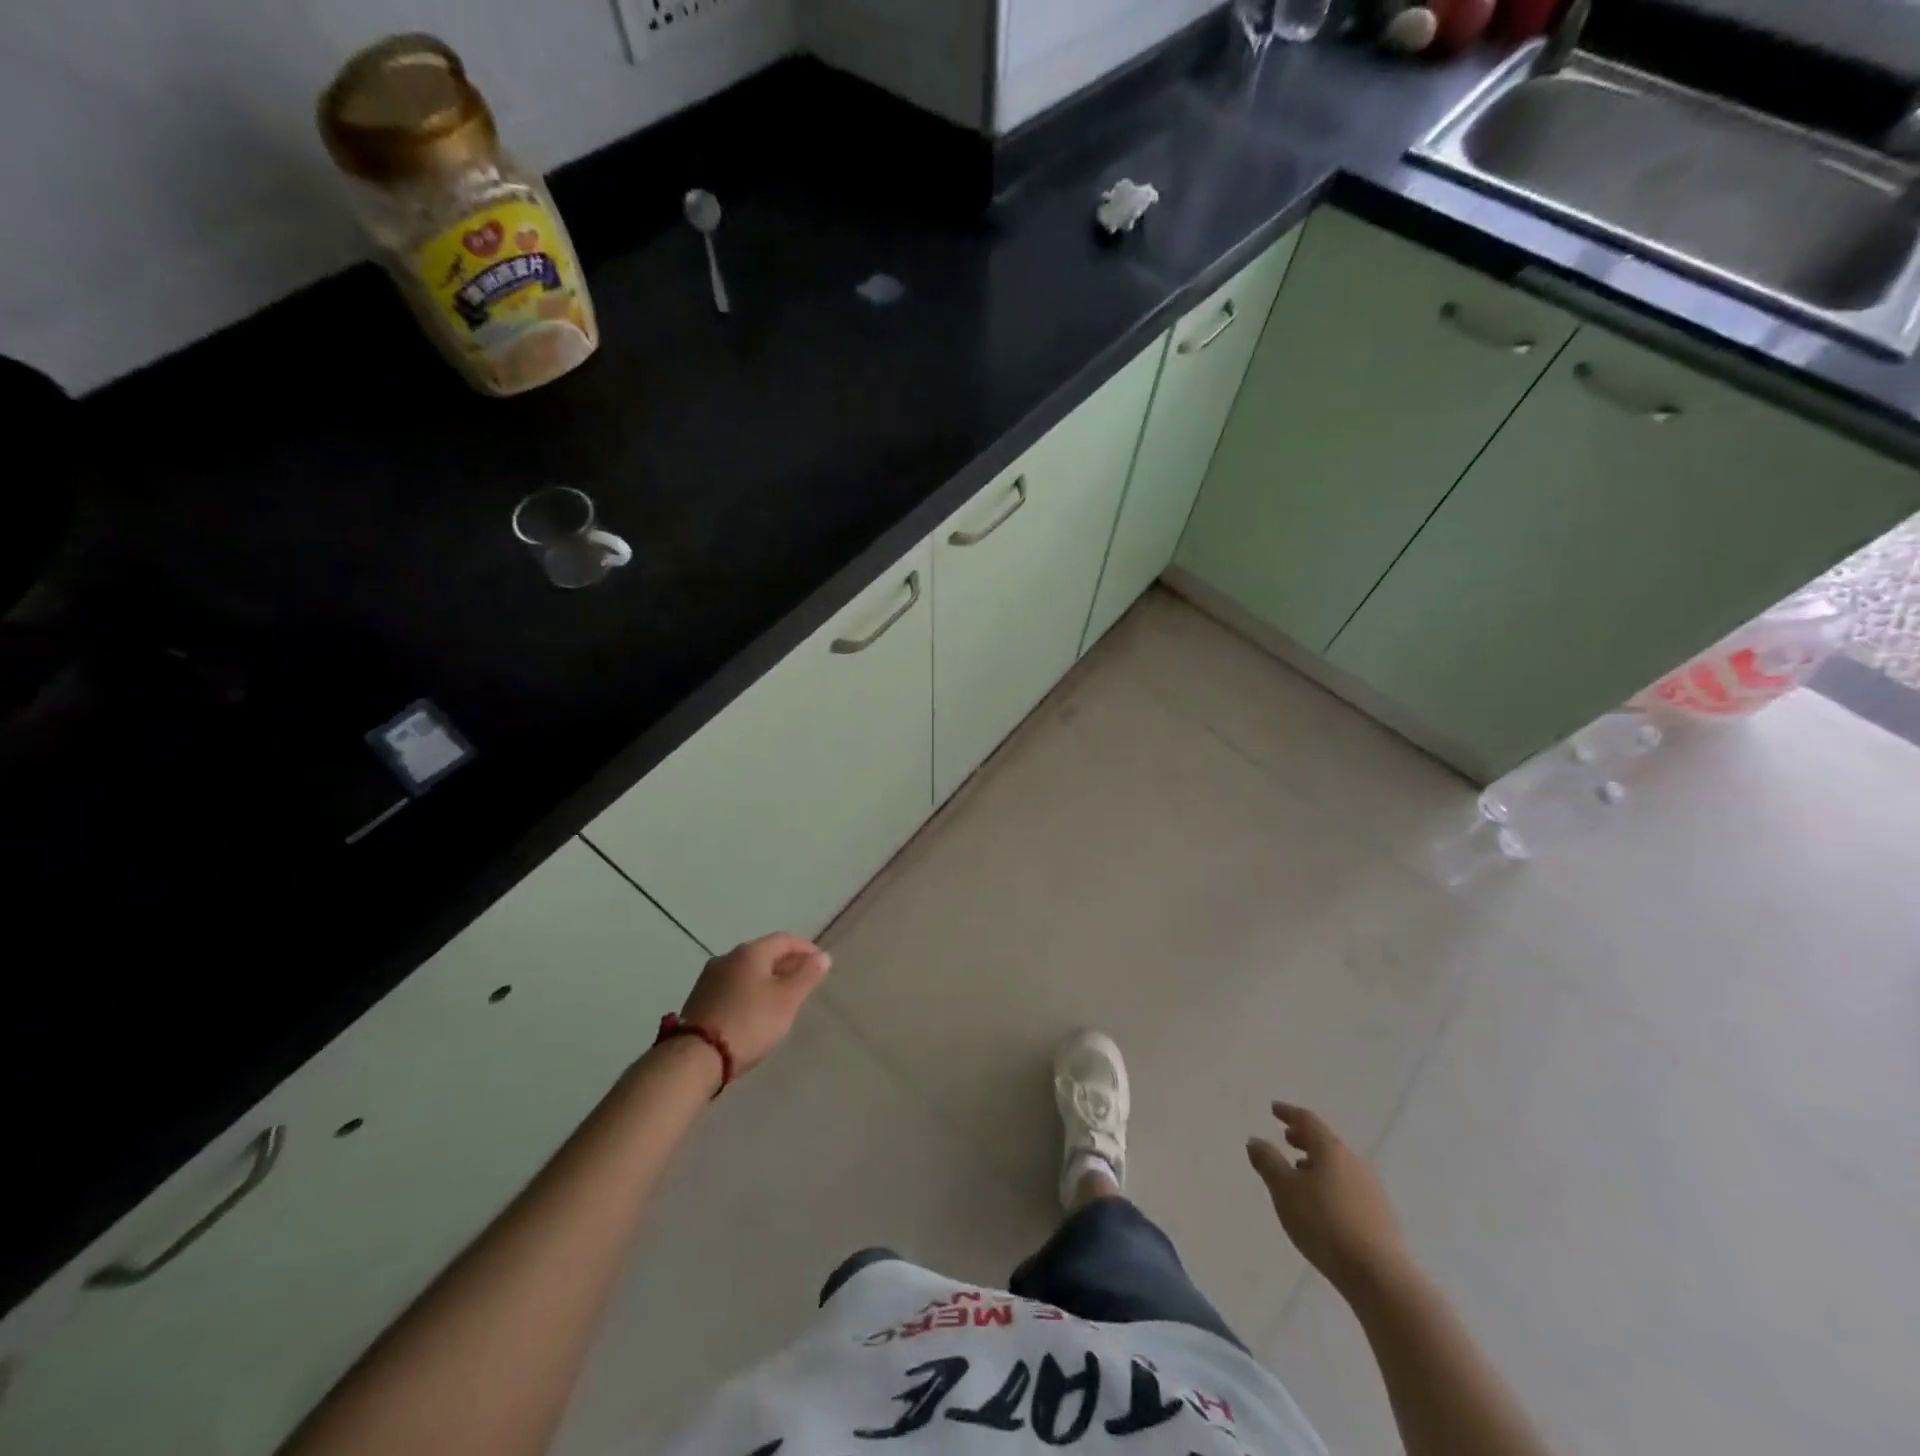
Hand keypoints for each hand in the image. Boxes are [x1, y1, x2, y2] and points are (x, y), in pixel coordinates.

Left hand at [678, 932, 830, 1075]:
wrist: (695, 1057)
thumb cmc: (749, 1022)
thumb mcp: (787, 1000)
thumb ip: (807, 976)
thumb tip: (822, 956)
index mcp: (751, 952)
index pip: (784, 939)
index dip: (805, 948)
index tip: (819, 962)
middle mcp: (728, 957)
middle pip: (763, 953)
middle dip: (785, 963)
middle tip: (803, 979)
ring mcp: (709, 978)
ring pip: (746, 970)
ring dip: (766, 978)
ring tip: (780, 996)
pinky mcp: (699, 999)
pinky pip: (732, 986)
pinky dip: (749, 991)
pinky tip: (754, 1009)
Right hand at [1248, 1101, 1408, 1292]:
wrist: (1379, 1276)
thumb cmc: (1324, 1224)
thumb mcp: (1284, 1190)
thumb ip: (1268, 1162)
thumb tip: (1255, 1140)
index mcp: (1330, 1149)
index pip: (1307, 1121)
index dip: (1288, 1113)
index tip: (1274, 1109)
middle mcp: (1354, 1162)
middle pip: (1326, 1142)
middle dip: (1304, 1139)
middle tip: (1287, 1138)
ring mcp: (1372, 1190)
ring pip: (1339, 1166)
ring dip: (1318, 1163)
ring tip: (1301, 1172)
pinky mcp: (1381, 1217)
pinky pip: (1349, 1188)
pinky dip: (1331, 1184)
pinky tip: (1324, 1203)